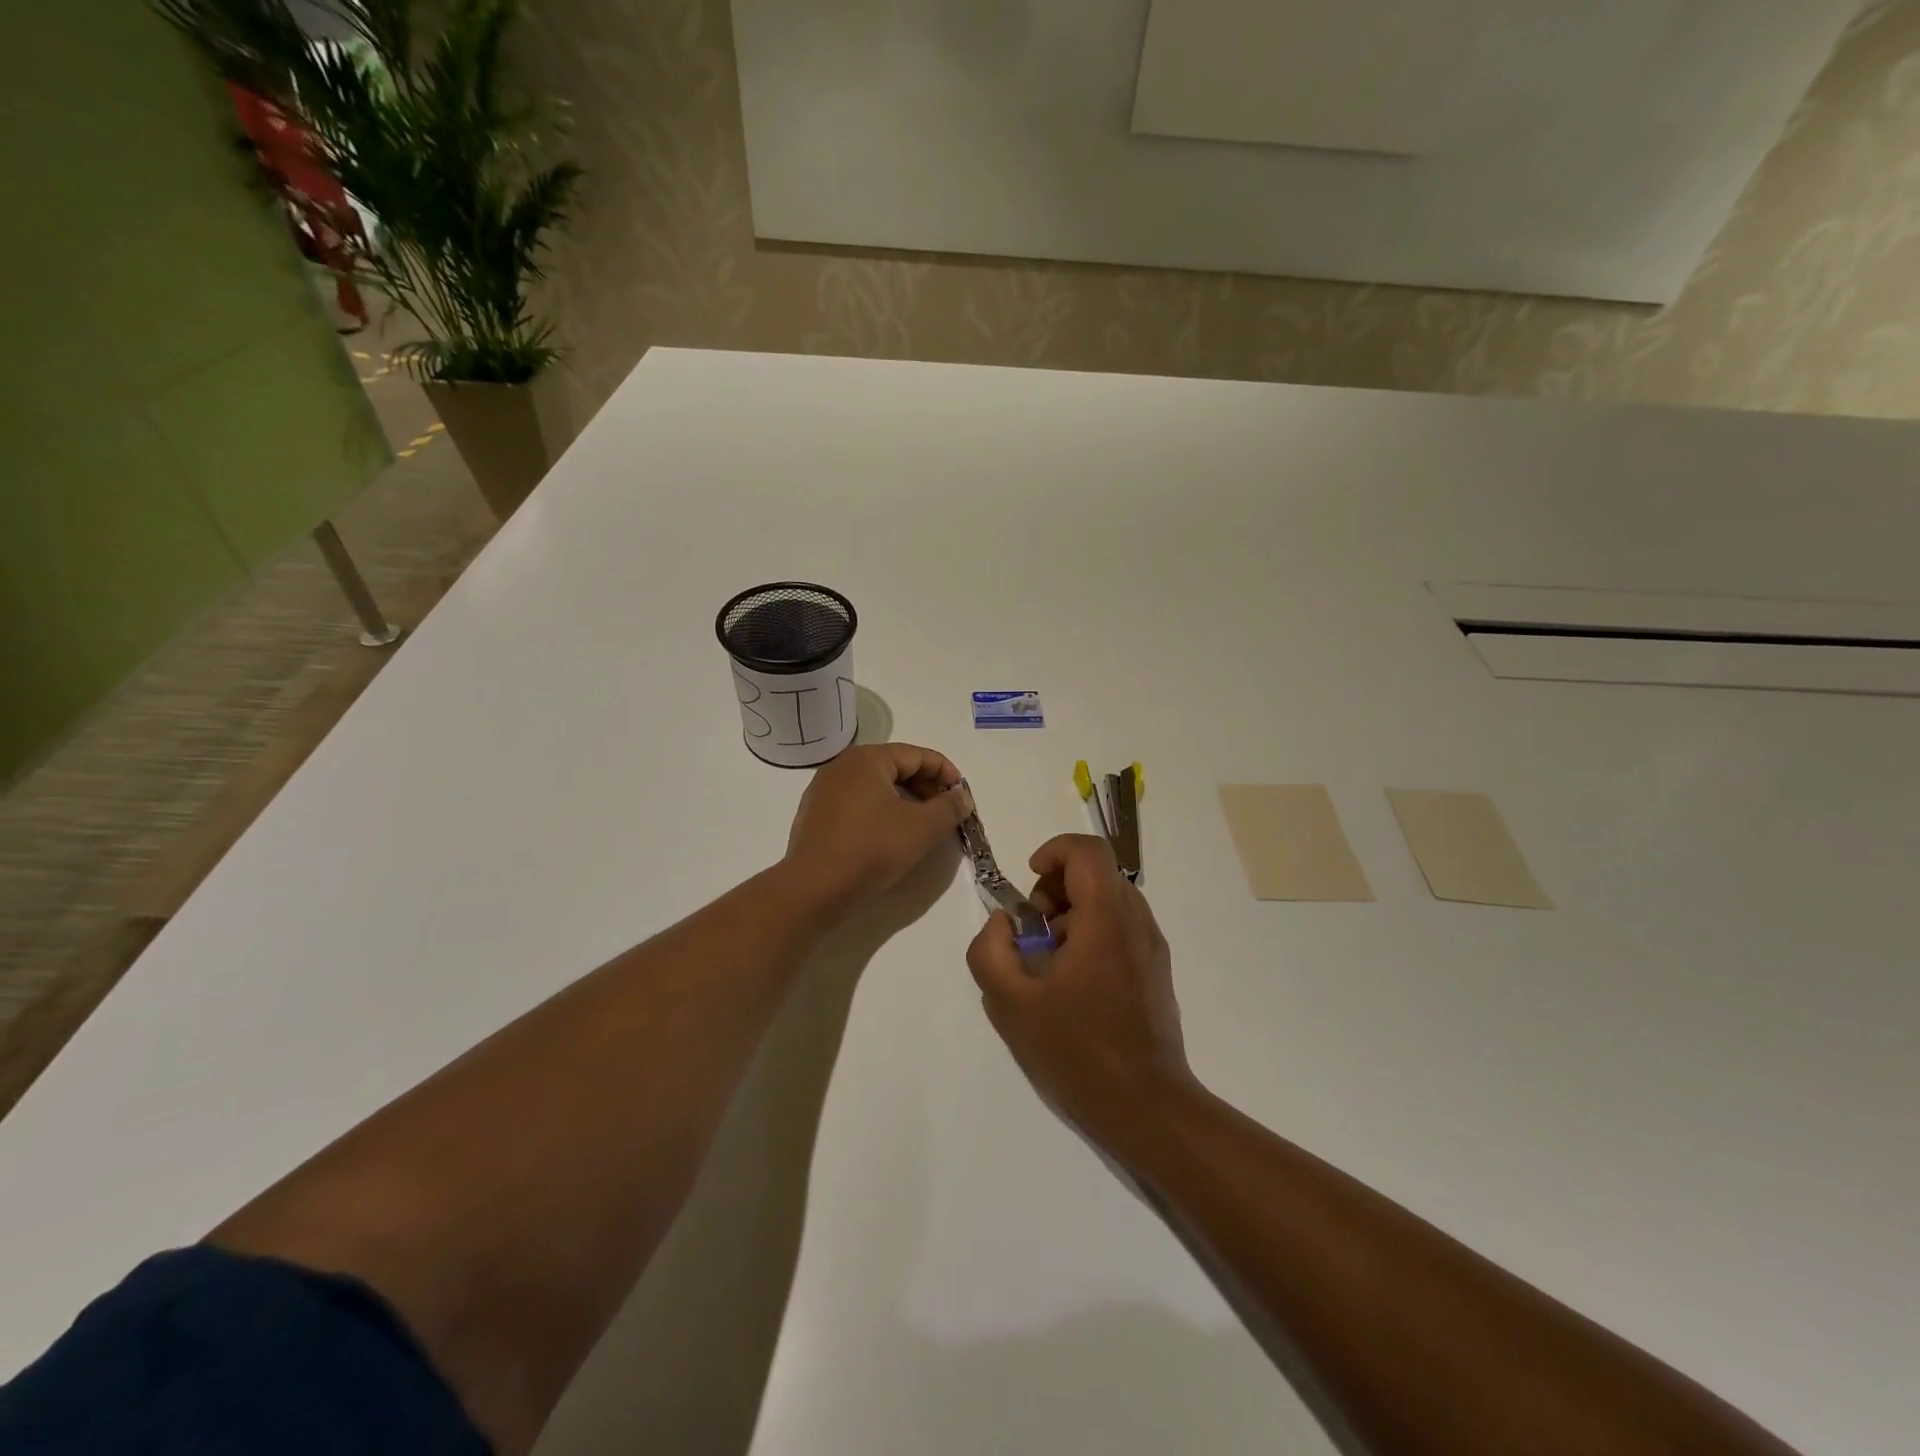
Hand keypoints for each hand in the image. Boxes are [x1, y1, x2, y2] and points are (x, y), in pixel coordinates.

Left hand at [782, 743, 972, 911]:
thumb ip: (948, 808)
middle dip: (926, 786)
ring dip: (905, 800)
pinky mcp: (816, 815)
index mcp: (866, 759)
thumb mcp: (921, 828)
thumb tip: (962, 797)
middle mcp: (842, 766)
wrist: (814, 888)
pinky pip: (857, 803)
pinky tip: (891, 835)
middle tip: (947, 811)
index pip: (916, 755)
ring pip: (876, 786)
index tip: (962, 795)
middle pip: (895, 767)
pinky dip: (881, 811)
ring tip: (923, 824)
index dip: (945, 772)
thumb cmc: (871, 849)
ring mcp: (824, 790)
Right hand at [967, 834, 1196, 1149]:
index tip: (1029, 884)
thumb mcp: (1011, 1003)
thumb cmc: (1077, 1051)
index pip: (1087, 851)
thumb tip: (1004, 923)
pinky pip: (1121, 927)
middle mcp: (1136, 922)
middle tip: (1034, 931)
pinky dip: (1092, 932)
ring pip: (1110, 899)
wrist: (1146, 1106)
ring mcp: (1151, 946)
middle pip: (1097, 872)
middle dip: (1057, 888)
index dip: (1053, 852)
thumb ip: (990, 950)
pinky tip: (1075, 982)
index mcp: (1106, 919)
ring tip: (1051, 961)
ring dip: (1073, 912)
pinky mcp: (1156, 969)